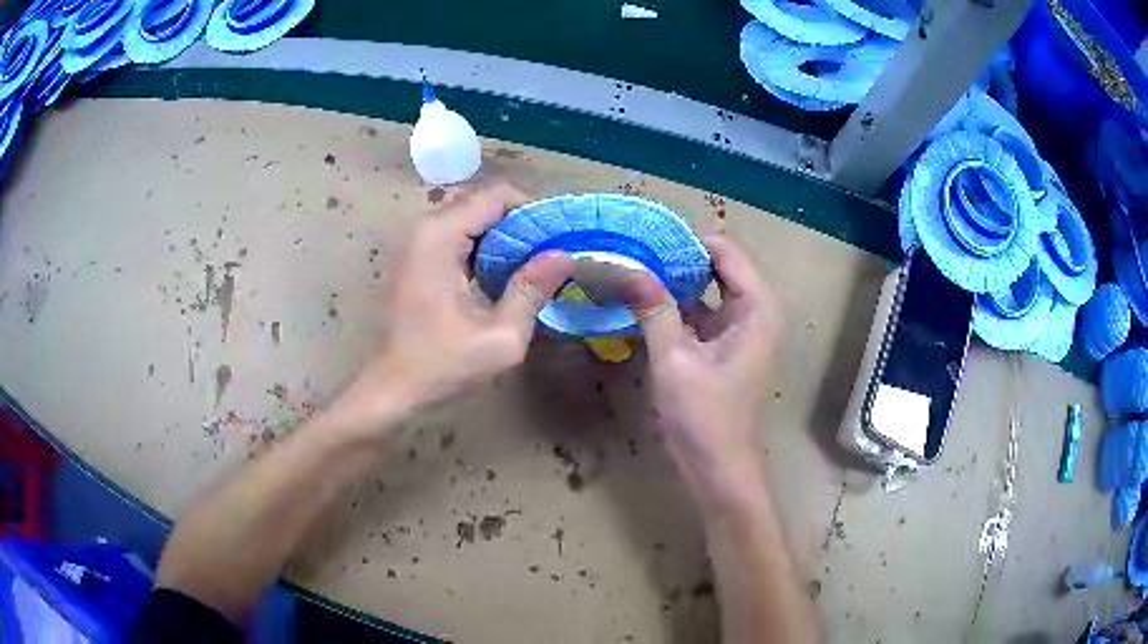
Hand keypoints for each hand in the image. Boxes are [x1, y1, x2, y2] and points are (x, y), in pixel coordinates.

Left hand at [336, 184, 574, 429]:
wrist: (393, 389)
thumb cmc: (441, 366)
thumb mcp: (500, 337)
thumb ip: (532, 290)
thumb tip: (564, 254)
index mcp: (441, 236)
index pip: (497, 195)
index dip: (534, 210)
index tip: (559, 238)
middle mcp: (427, 228)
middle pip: (484, 202)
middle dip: (522, 222)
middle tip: (552, 254)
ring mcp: (420, 242)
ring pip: (474, 218)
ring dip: (506, 235)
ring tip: (536, 264)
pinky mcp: (421, 258)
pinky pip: (461, 236)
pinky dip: (488, 247)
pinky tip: (506, 274)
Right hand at [624, 235, 779, 504]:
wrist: (720, 469)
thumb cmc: (705, 417)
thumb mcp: (674, 360)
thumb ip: (654, 309)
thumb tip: (628, 269)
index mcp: (757, 307)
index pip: (725, 250)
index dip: (686, 242)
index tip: (645, 240)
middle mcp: (756, 310)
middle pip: (718, 265)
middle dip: (678, 258)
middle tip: (634, 252)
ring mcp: (742, 329)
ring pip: (709, 288)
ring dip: (676, 280)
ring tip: (634, 269)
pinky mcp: (727, 346)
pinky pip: (704, 311)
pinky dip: (678, 304)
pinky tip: (646, 300)